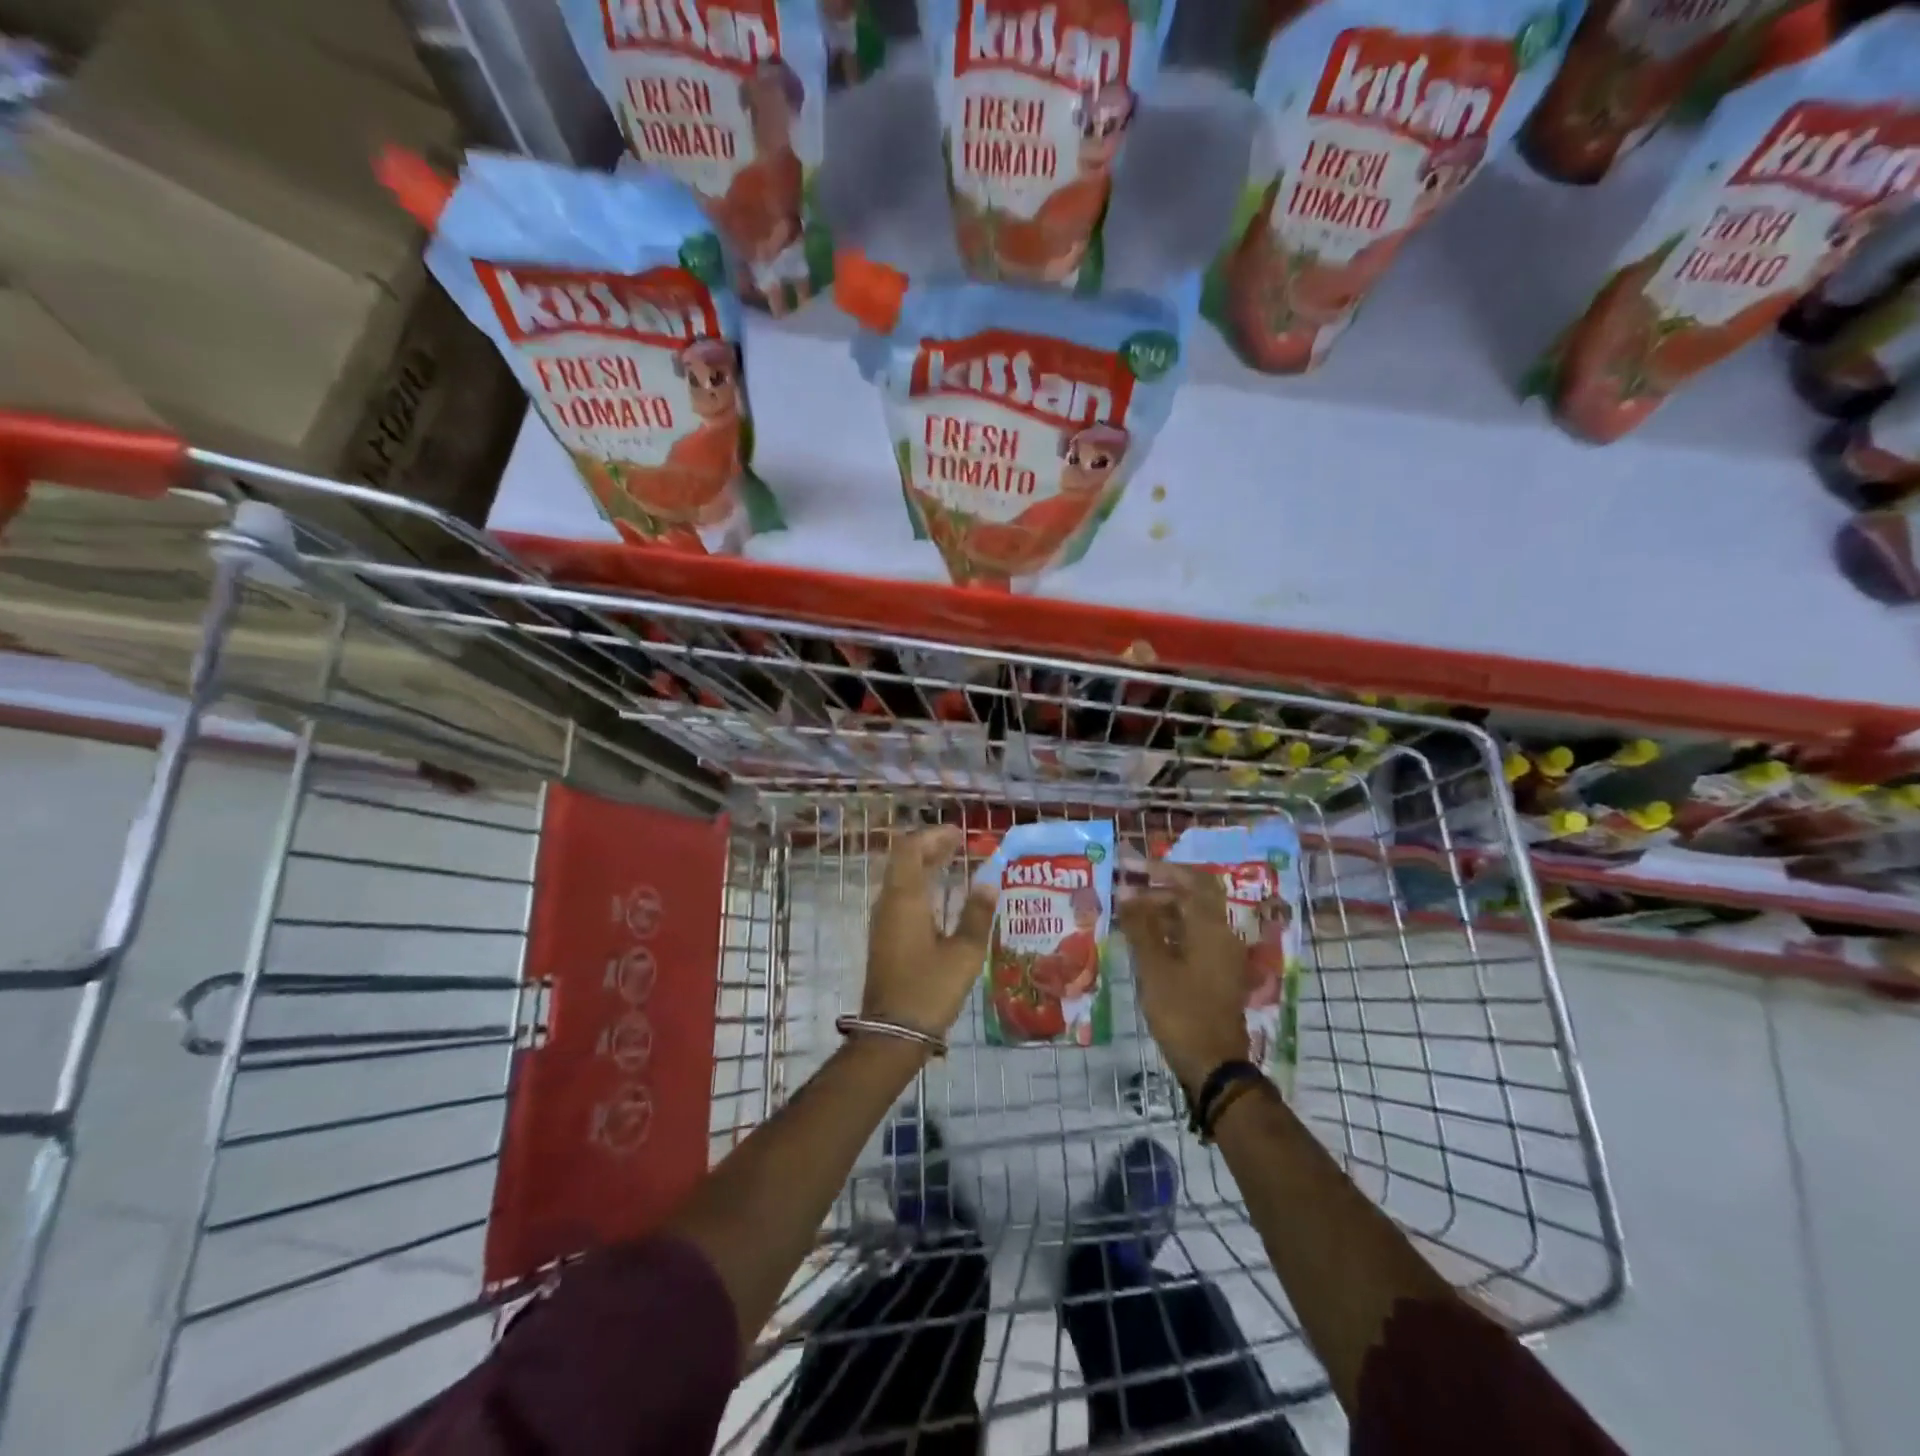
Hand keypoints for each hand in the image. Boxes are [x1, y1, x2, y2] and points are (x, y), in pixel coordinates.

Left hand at [864, 826, 996, 1037]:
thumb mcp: (963, 953)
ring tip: (954, 863)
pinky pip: (901, 897)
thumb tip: (988, 883)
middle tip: (959, 844)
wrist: (892, 1033)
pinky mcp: (885, 937)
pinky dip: (921, 886)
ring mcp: (884, 921)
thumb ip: (976, 915)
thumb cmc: (929, 989)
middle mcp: (889, 903)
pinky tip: (942, 898)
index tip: (959, 834)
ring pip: (901, 879)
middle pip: (904, 861)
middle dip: (930, 847)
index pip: (911, 850)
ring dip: (925, 866)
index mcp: (905, 899)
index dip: (933, 836)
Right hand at [1118, 863, 1251, 1091]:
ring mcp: (1223, 957)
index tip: (1134, 868)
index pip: (1193, 881)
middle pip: (1195, 898)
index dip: (1164, 869)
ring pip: (1194, 920)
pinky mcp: (1218, 975)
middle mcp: (1224, 936)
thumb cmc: (1182, 1012)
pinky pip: (1195, 940)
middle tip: (1127, 892)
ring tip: (1129, 916)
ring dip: (1164, 911)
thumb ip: (1140, 925)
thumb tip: (1125, 889)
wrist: (1214, 1066)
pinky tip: (1146, 942)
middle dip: (1161, 889)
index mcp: (1212, 929)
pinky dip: (1172, 933)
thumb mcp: (1154, 967)